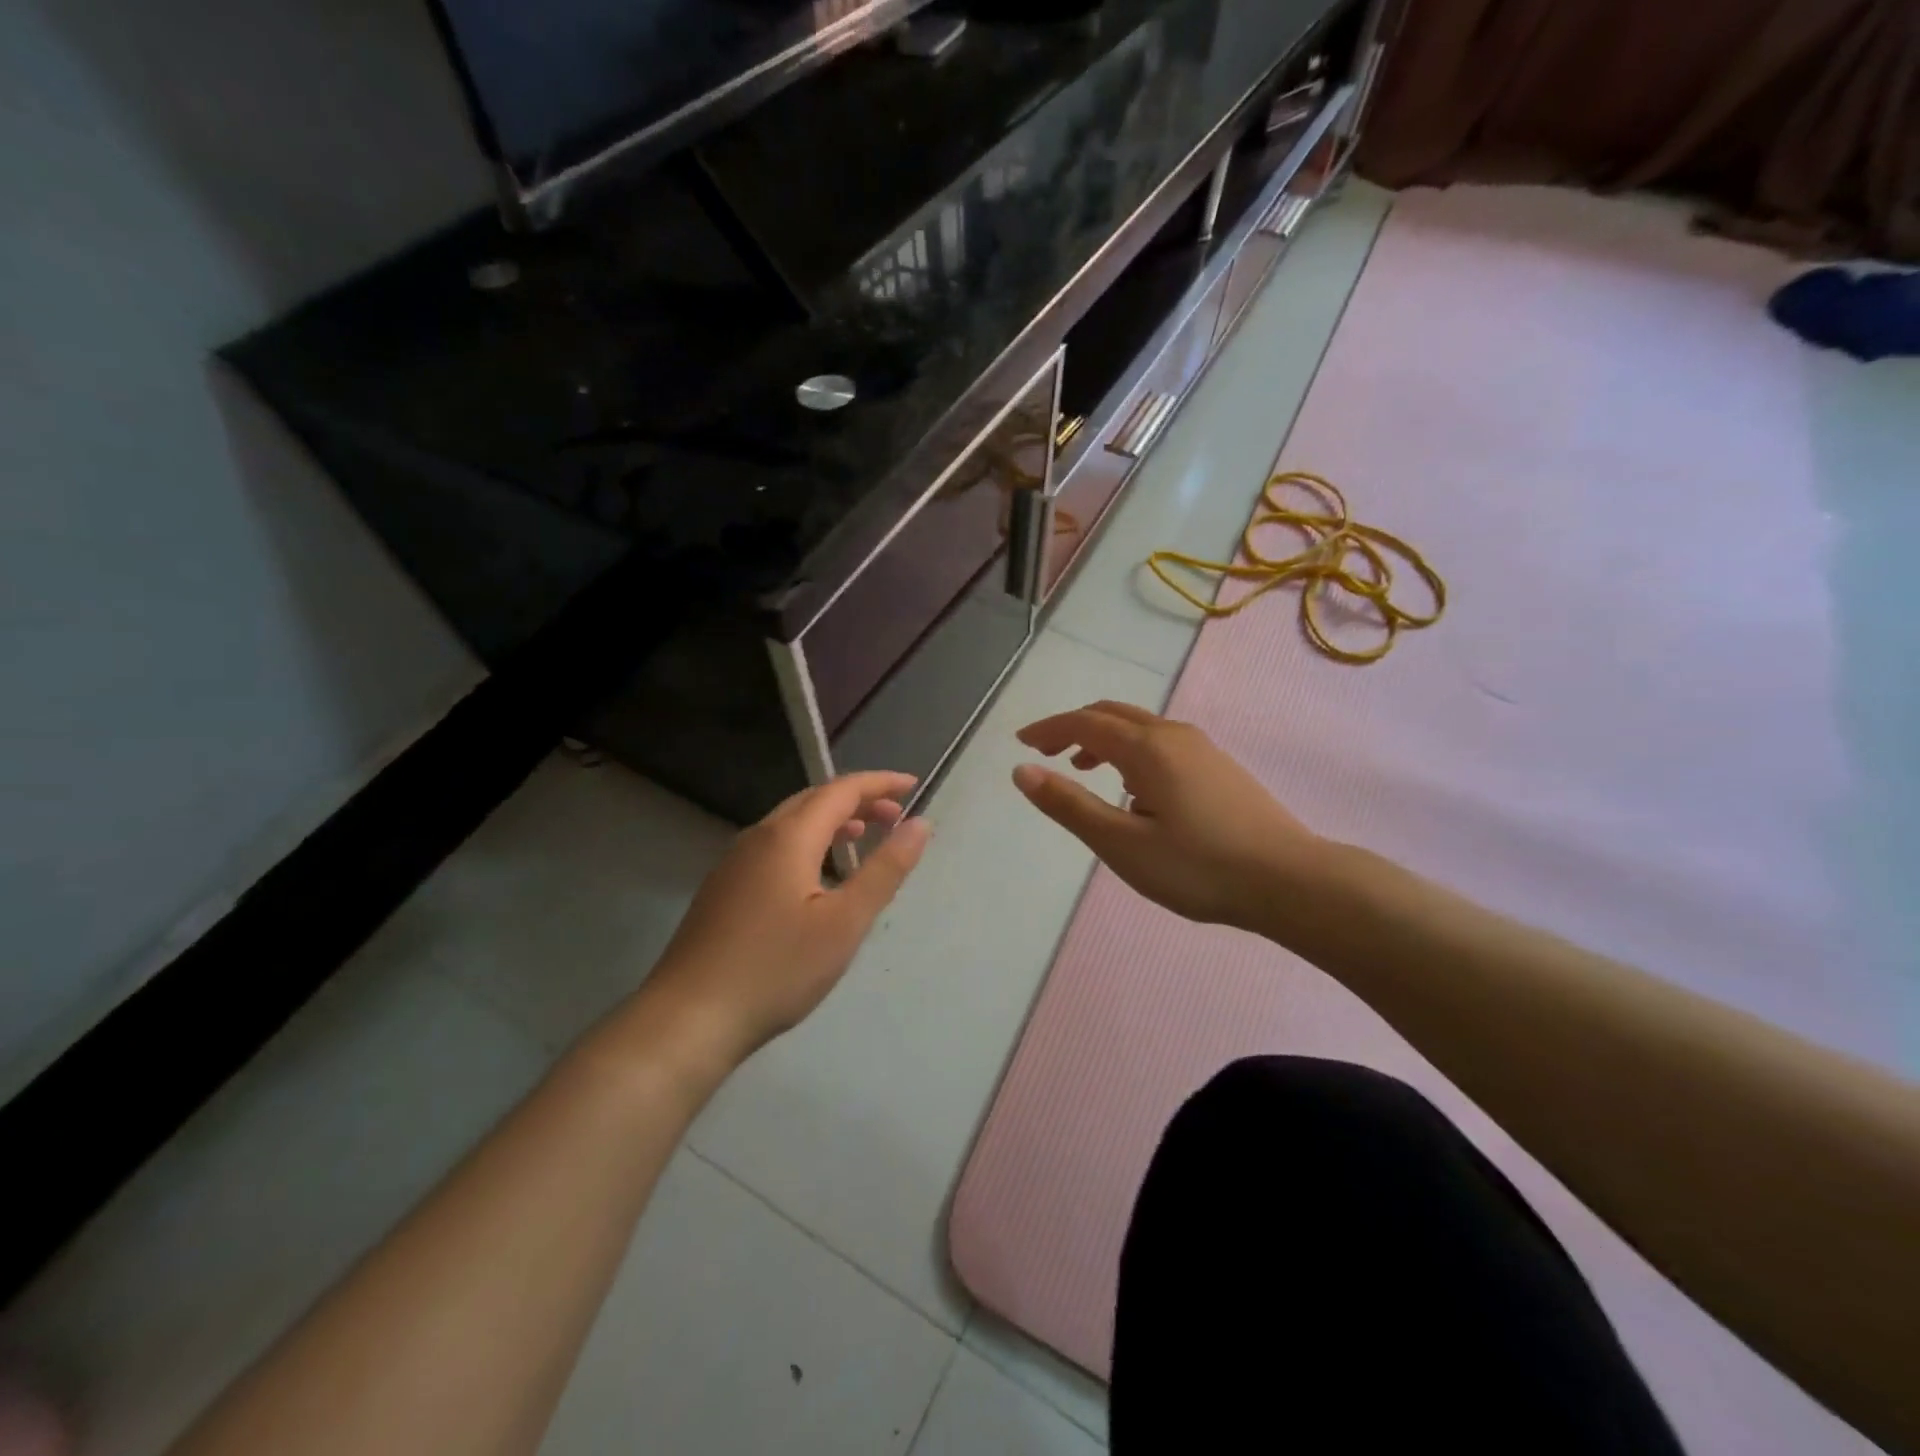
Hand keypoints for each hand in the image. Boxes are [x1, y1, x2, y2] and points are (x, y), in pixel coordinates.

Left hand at [634, 772, 930, 1071]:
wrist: (688, 1019)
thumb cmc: (776, 969)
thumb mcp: (845, 922)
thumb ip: (885, 869)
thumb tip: (920, 824)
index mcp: (787, 837)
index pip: (841, 790)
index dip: (880, 783)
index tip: (912, 785)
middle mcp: (757, 837)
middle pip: (813, 801)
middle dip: (857, 801)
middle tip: (893, 817)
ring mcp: (733, 863)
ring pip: (790, 824)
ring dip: (831, 822)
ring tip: (861, 838)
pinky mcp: (722, 889)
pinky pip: (773, 848)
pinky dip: (807, 844)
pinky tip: (816, 878)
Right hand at [1013, 702, 1316, 930]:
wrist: (1291, 881)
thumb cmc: (1199, 867)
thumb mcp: (1122, 844)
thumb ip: (1070, 805)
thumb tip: (1023, 771)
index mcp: (1147, 748)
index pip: (1085, 723)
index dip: (1049, 729)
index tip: (1021, 742)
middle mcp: (1174, 736)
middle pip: (1113, 714)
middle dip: (1074, 727)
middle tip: (1047, 752)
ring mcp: (1203, 749)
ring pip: (1140, 727)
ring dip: (1104, 739)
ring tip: (1084, 768)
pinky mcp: (1220, 767)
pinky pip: (1162, 743)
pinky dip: (1131, 751)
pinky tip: (1135, 790)